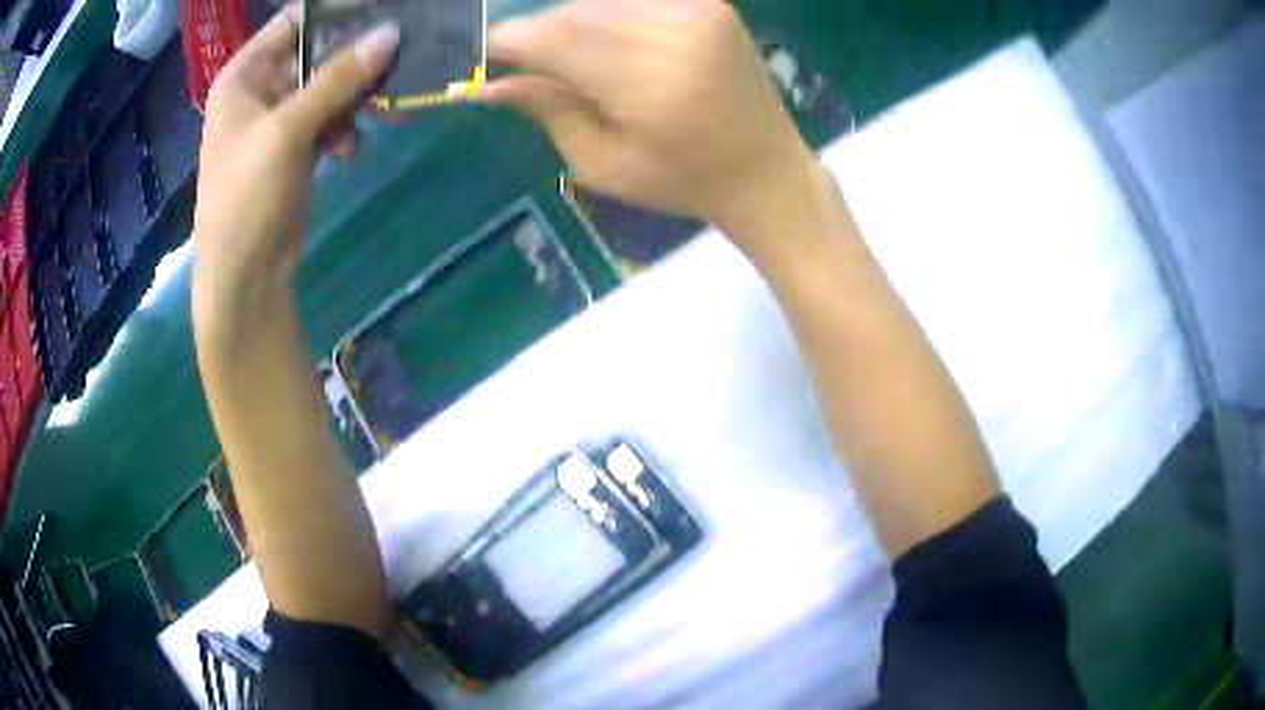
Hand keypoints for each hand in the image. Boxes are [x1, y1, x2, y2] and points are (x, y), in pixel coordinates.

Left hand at [191, 9, 399, 337]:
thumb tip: (391, 32)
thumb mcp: (288, 132)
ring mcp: (277, 120)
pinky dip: (344, 129)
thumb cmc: (247, 199)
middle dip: (354, 58)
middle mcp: (260, 90)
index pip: (294, 21)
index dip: (335, 14)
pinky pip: (329, 119)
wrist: (244, 278)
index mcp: (245, 75)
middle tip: (397, 56)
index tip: (382, 12)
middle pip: (316, 52)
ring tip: (374, 116)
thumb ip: (338, 78)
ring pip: (329, 86)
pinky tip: (348, 152)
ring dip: (353, 99)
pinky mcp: (295, 147)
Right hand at [482, 0, 816, 251]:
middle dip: (539, 33)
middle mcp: (674, 30)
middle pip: (574, 12)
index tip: (487, 58)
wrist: (767, 170)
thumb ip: (547, 110)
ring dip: (572, 23)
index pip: (554, 37)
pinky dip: (608, 15)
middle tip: (527, 64)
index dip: (509, 42)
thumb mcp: (603, 164)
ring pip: (601, 1)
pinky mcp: (710, 2)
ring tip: (574, 61)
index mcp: (649, 80)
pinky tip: (609, 44)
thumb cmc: (683, 181)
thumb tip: (488, 84)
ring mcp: (697, 9)